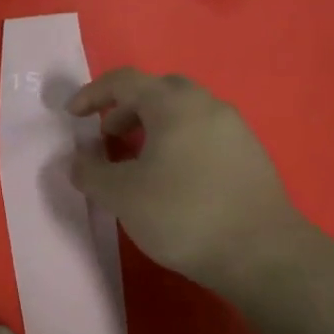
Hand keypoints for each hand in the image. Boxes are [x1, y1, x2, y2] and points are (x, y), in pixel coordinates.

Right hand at [67, 68, 304, 296]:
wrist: (260, 252)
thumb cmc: (182, 214)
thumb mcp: (122, 195)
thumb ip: (90, 172)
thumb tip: (78, 160)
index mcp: (173, 104)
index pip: (124, 81)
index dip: (92, 94)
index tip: (72, 117)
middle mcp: (207, 105)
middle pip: (158, 91)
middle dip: (125, 109)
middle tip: (107, 138)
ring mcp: (234, 129)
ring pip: (183, 113)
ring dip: (152, 128)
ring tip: (136, 163)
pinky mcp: (250, 155)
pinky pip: (203, 134)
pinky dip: (177, 143)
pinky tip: (171, 180)